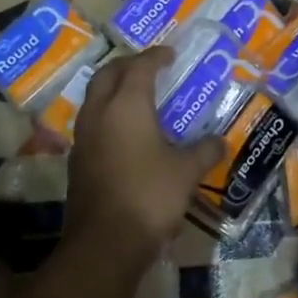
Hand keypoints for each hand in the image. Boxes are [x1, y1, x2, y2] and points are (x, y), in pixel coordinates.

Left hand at [64, 47, 224, 262]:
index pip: (140, 67)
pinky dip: (108, 116)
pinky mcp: (77, 161)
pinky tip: (126, 134)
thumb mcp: (186, 173)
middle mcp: (99, 113)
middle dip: (128, 66)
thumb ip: (204, 151)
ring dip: (114, 90)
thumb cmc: (150, 197)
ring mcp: (83, 138)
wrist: (104, 243)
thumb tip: (220, 142)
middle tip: (150, 68)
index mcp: (127, 106)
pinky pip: (92, 124)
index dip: (156, 56)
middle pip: (108, 75)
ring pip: (95, 99)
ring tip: (138, 98)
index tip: (171, 54)